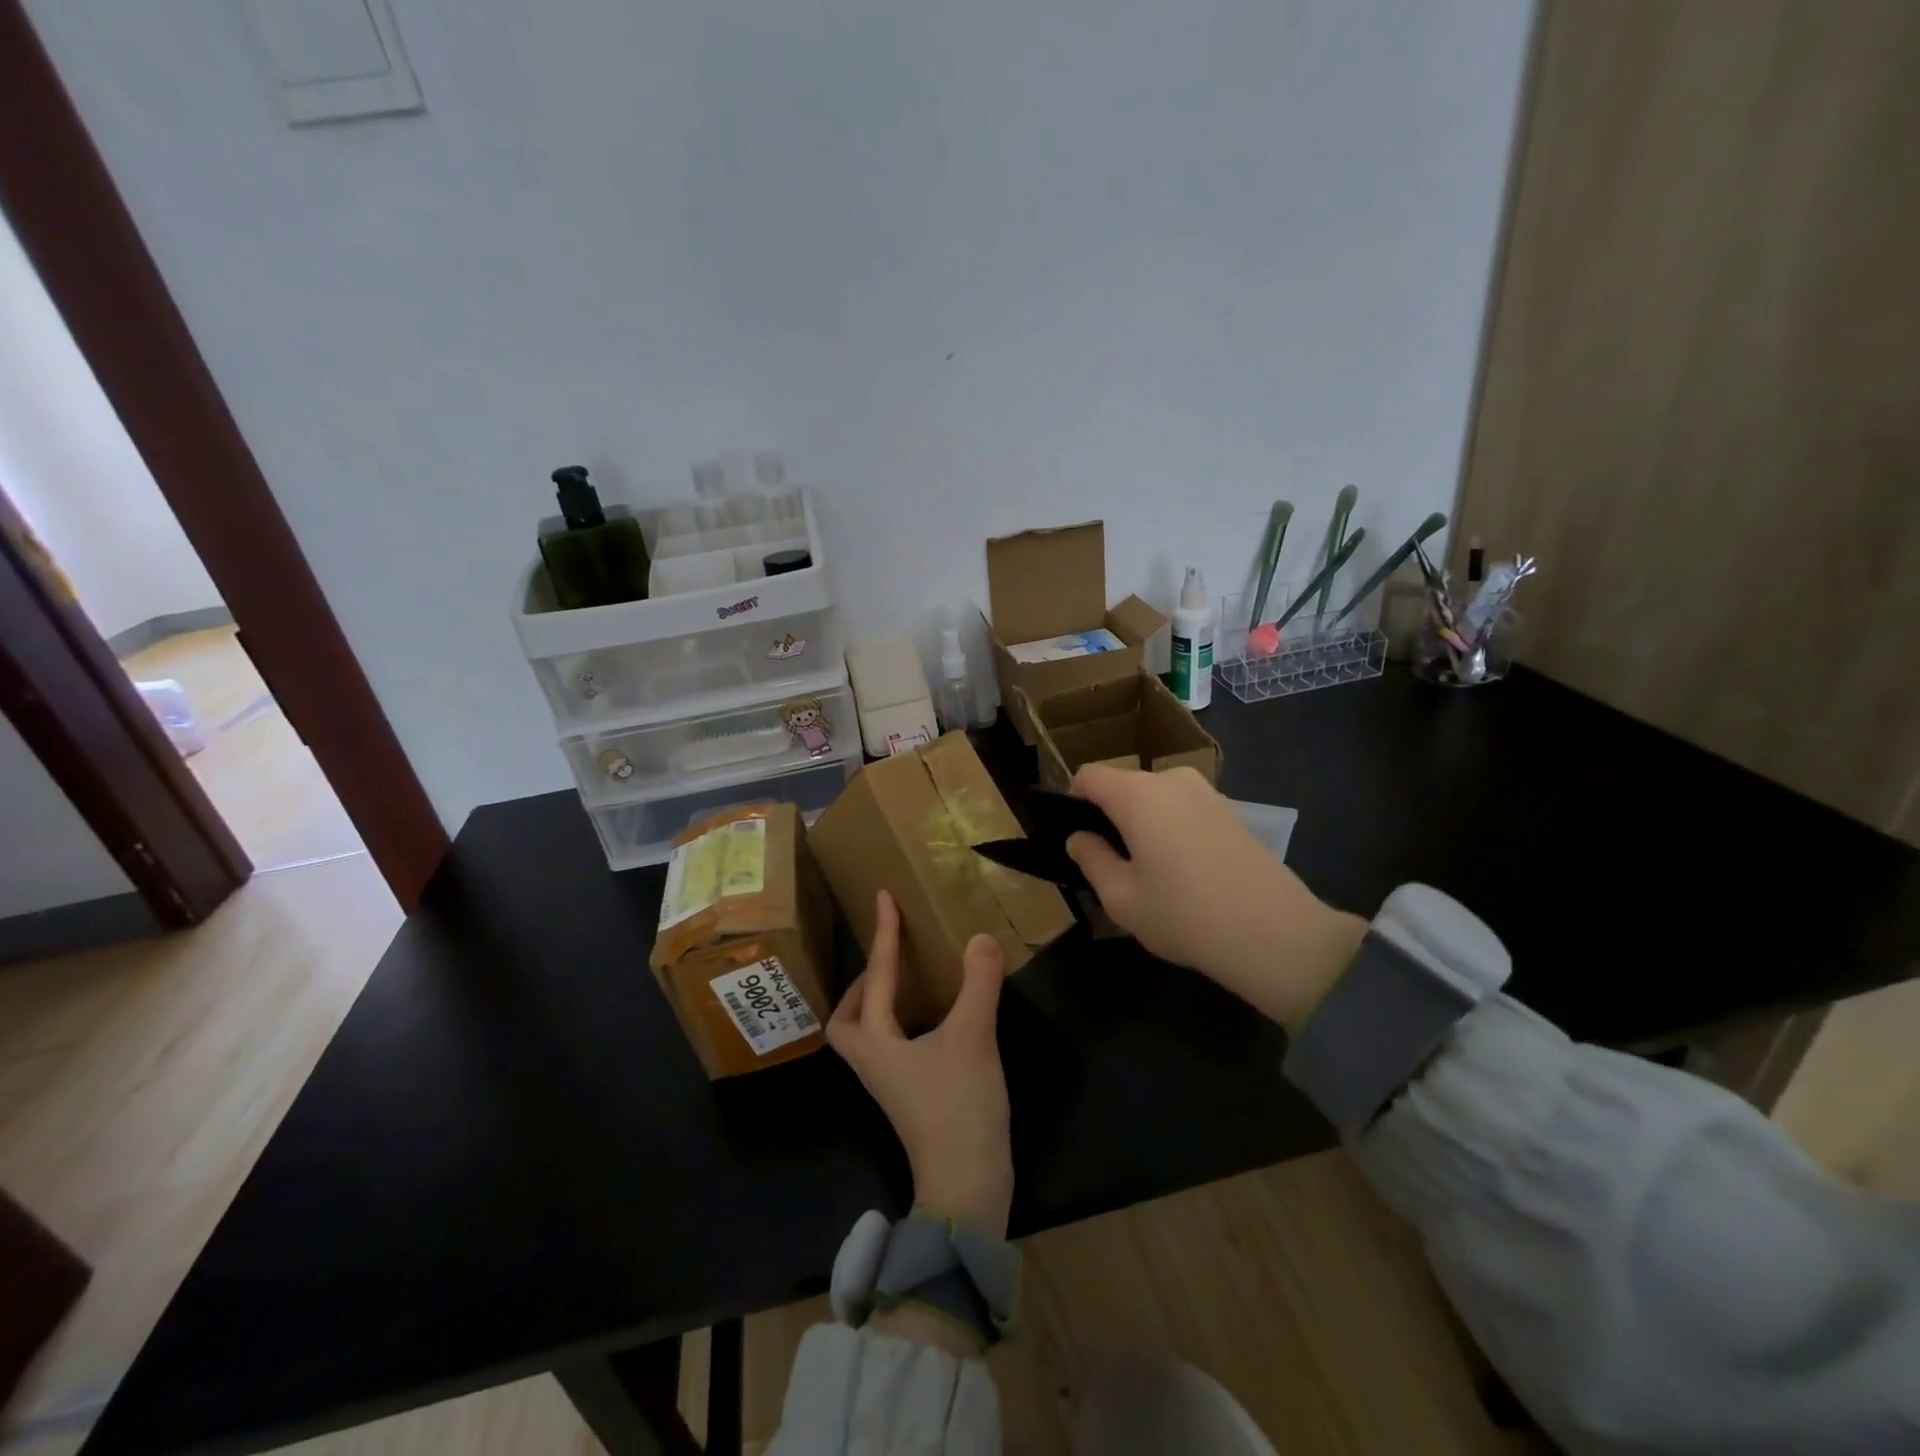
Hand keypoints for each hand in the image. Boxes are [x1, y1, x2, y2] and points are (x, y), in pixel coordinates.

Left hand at [828, 891, 1012, 1236]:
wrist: (967, 1188)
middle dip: (860, 985)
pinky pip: (891, 1048)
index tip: (884, 898)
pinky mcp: (910, 1099)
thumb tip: (980, 938)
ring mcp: (890, 1085)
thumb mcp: (973, 1038)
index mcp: (876, 1043)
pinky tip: (933, 1020)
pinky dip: (901, 1024)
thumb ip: (978, 984)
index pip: (876, 976)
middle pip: (846, 1020)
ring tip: (908, 981)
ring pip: (866, 1036)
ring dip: (878, 1004)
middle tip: (887, 958)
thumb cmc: (959, 1109)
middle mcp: (873, 1063)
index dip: (883, 934)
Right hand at [1064, 765, 1367, 1031]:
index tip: (1077, 838)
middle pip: (1124, 786)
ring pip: (1155, 798)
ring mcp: (1207, 793)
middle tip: (1111, 865)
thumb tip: (1079, 838)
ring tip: (1151, 873)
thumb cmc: (1185, 916)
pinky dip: (1172, 829)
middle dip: (1110, 816)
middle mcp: (1172, 780)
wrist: (1276, 934)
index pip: (1089, 776)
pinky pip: (1184, 809)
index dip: (1073, 801)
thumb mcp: (1122, 898)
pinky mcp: (1232, 811)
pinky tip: (1186, 873)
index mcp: (1137, 794)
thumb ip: (1091, 860)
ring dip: (1143, 824)